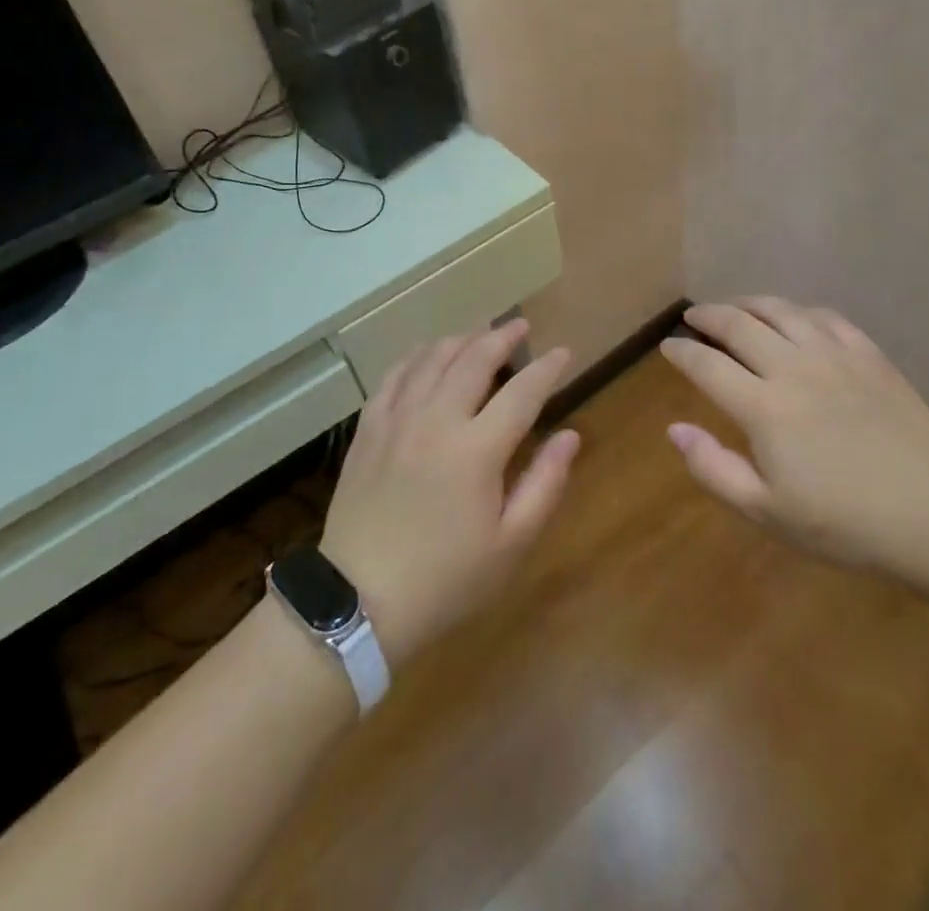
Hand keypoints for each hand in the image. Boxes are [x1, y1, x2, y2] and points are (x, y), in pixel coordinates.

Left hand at [320, 320, 577, 667]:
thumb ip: (545, 483)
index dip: (547, 368)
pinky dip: (416, 356)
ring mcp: (398, 420)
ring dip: (461, 339)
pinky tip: (426, 353)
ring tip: (479, 334)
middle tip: (520, 326)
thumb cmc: (446, 579)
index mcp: (477, 450)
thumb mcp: (510, 544)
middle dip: (502, 337)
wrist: (359, 602)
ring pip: (432, 359)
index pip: (522, 392)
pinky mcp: (369, 430)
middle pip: (474, 360)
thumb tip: (570, 435)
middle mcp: (437, 420)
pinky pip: (394, 376)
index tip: (563, 352)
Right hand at [659, 297, 928, 586]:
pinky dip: (798, 311)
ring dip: (748, 303)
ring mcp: (835, 356)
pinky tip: (794, 318)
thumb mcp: (767, 512)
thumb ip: (714, 468)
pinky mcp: (870, 355)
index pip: (707, 365)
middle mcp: (794, 368)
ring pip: (781, 310)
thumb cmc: (845, 524)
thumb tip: (674, 428)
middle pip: (739, 325)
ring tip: (734, 307)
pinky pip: (825, 317)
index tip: (667, 346)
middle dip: (708, 316)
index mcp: (764, 407)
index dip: (681, 352)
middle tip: (693, 317)